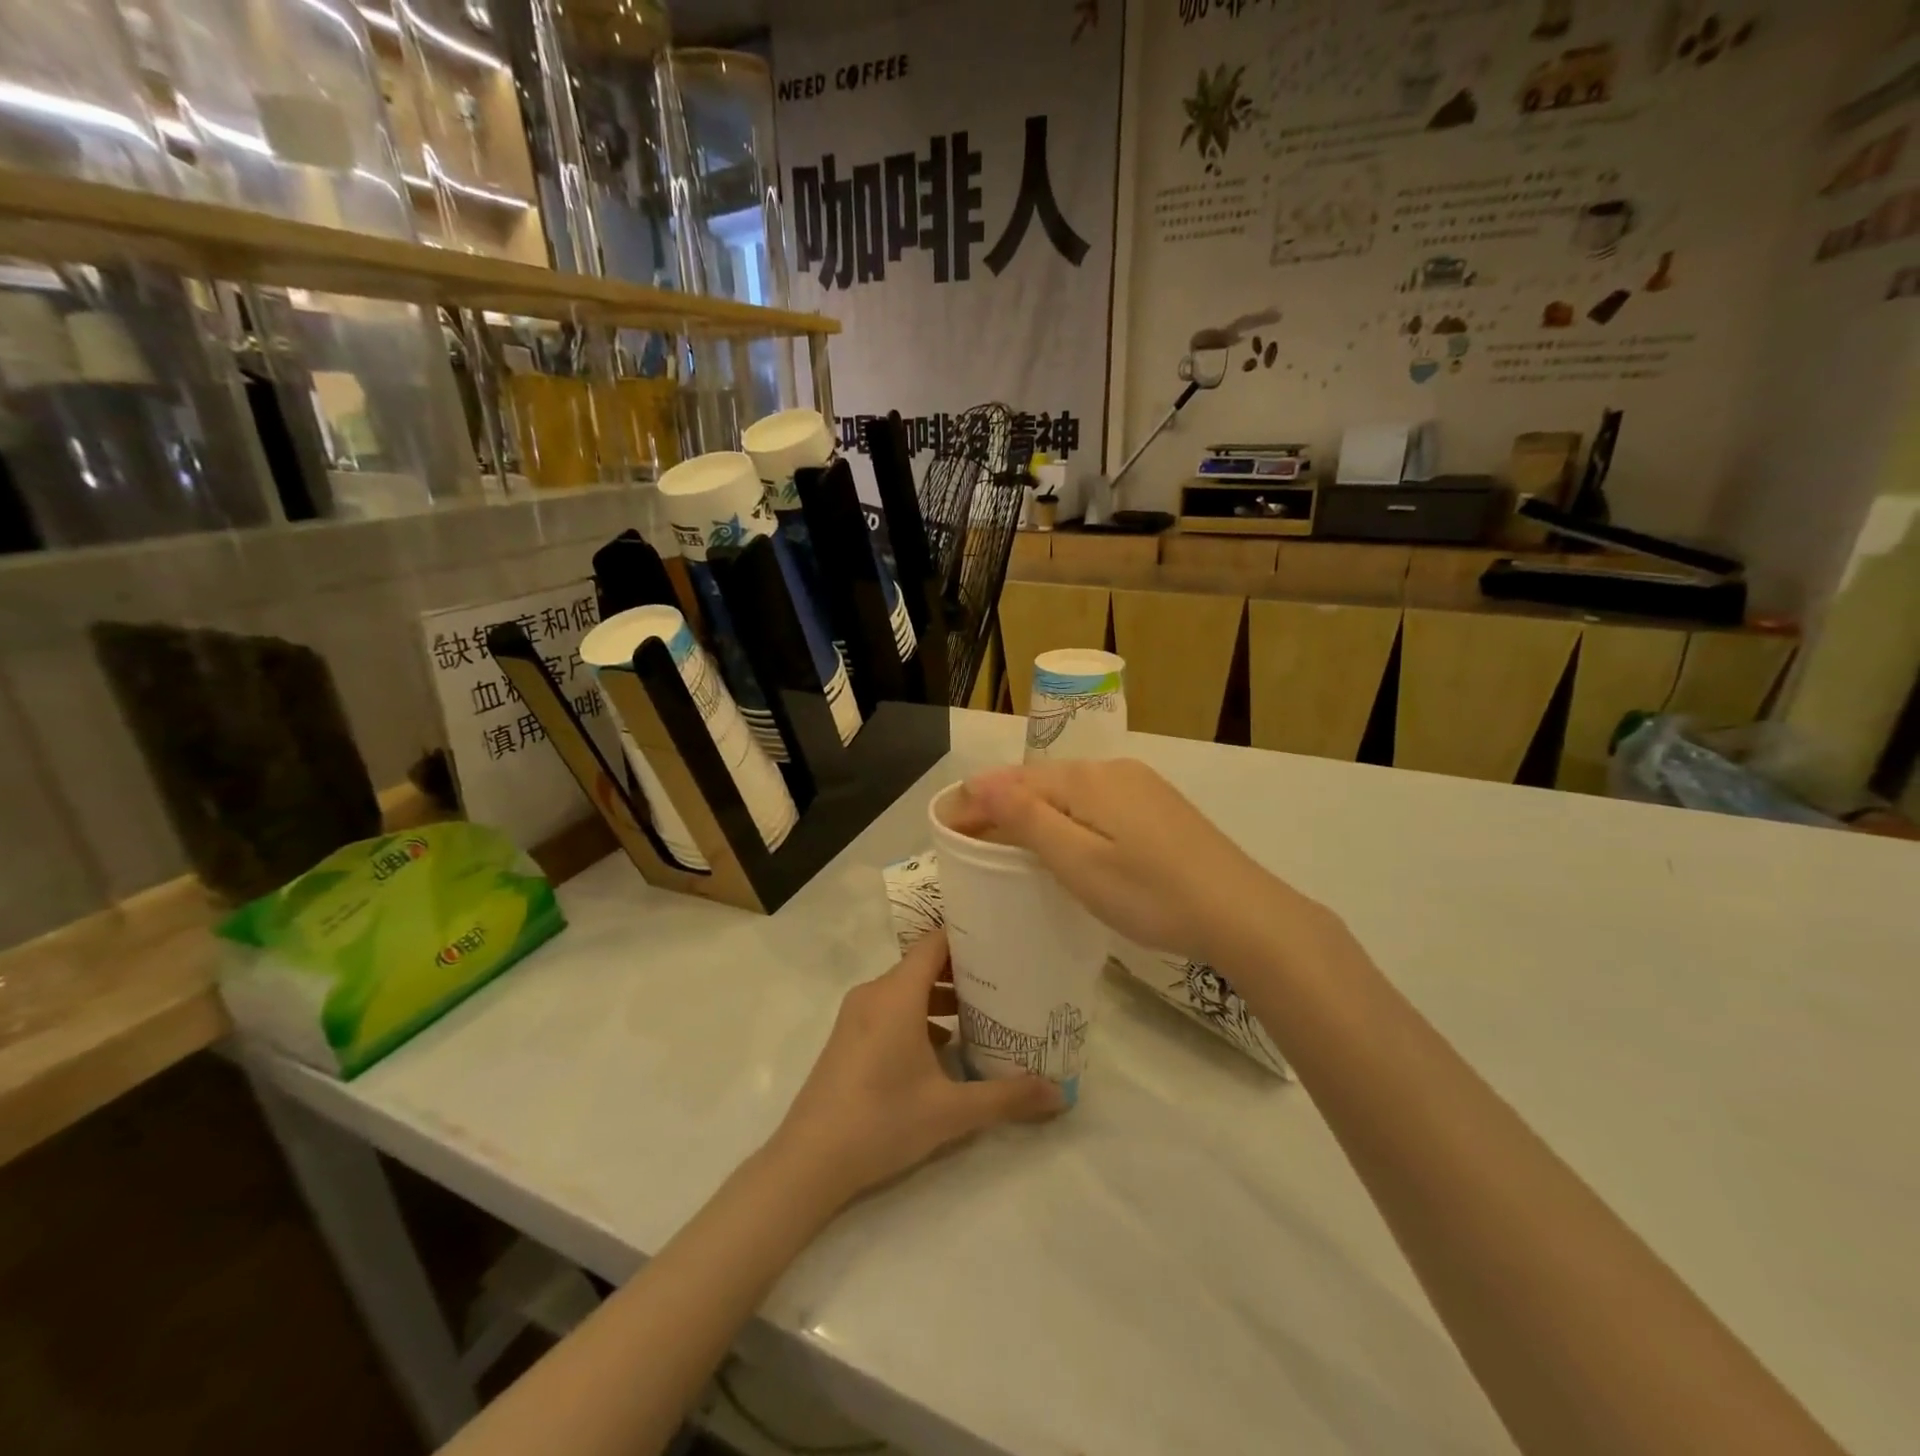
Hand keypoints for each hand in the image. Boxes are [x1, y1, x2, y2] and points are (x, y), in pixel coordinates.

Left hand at [770, 931, 1064, 1207]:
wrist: (808, 1161)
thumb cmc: (882, 1121)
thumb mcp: (951, 1111)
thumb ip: (1007, 1097)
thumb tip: (1060, 1094)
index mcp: (897, 994)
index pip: (935, 943)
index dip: (968, 936)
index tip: (1004, 941)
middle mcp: (874, 993)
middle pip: (923, 964)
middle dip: (963, 971)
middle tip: (1006, 981)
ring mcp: (856, 1015)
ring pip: (906, 989)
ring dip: (942, 997)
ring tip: (982, 1014)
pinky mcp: (848, 1037)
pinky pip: (890, 1009)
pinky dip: (919, 1015)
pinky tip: (944, 1048)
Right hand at [953, 759, 1330, 967]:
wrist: (1243, 914)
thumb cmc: (1150, 894)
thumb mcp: (1078, 861)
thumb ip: (1027, 817)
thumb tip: (979, 780)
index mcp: (1086, 779)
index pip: (1013, 782)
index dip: (977, 803)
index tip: (947, 829)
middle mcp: (1112, 770)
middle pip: (1041, 782)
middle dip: (1002, 806)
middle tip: (972, 840)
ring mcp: (1141, 787)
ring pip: (1070, 793)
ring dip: (1035, 812)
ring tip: (1010, 844)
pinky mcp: (1160, 808)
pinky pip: (1097, 803)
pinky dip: (1068, 819)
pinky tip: (1068, 843)